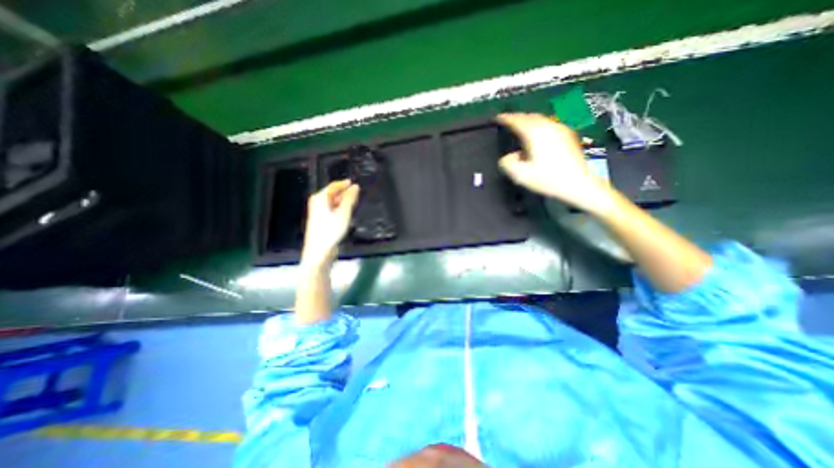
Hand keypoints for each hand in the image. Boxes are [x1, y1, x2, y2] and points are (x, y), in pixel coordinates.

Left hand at [305, 179, 359, 266]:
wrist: (320, 251)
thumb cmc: (330, 231)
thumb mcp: (344, 212)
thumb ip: (350, 198)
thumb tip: (355, 187)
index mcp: (319, 198)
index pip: (334, 186)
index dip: (345, 184)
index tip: (355, 184)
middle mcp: (317, 203)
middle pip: (333, 194)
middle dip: (345, 194)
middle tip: (357, 196)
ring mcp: (318, 212)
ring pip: (333, 202)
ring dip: (343, 202)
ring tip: (354, 205)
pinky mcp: (321, 220)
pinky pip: (332, 210)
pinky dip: (340, 209)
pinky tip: (346, 215)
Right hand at [493, 114, 609, 214]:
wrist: (577, 182)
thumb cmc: (547, 179)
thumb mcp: (520, 175)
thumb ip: (507, 163)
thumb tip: (508, 157)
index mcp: (534, 134)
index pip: (517, 121)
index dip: (505, 118)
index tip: (497, 118)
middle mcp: (547, 126)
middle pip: (529, 116)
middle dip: (517, 117)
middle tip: (507, 121)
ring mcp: (559, 128)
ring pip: (540, 118)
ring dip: (528, 120)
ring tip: (520, 126)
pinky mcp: (567, 134)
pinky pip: (548, 123)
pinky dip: (538, 125)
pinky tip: (537, 134)